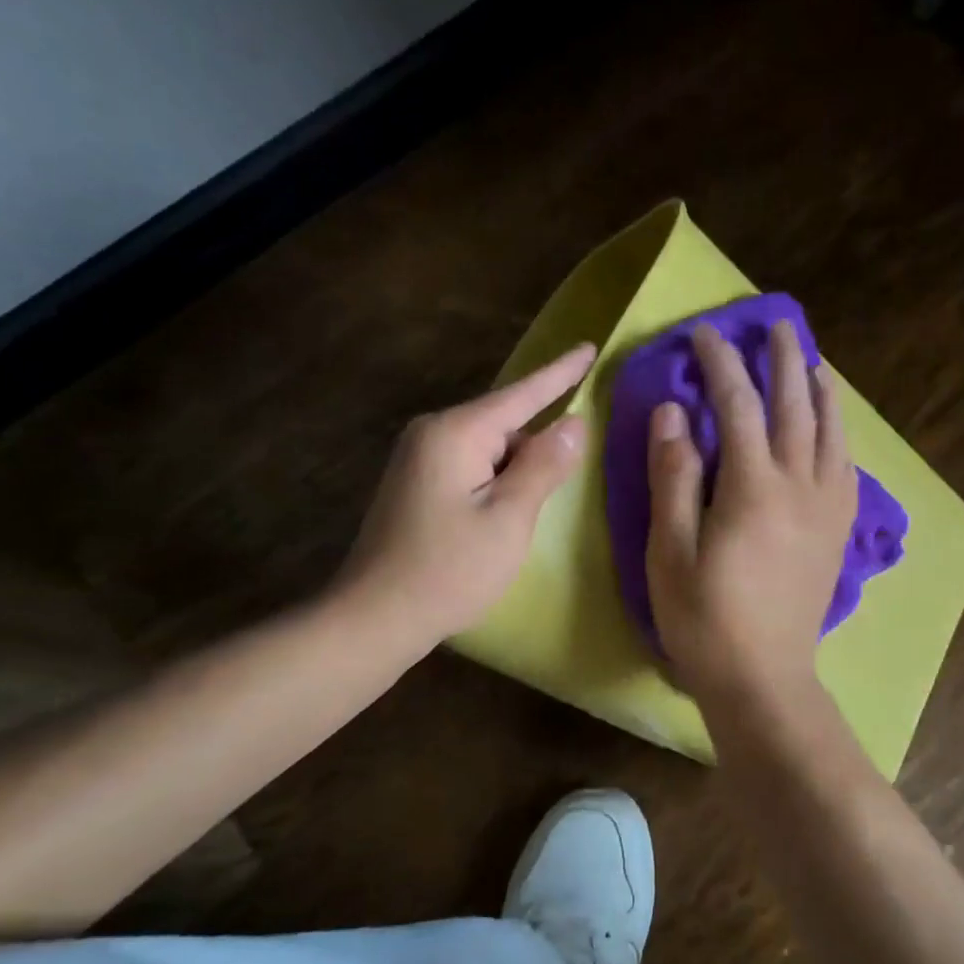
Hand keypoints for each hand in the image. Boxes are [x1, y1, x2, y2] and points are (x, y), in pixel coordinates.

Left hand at [333, 344, 595, 645]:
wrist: (374, 617)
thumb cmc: (449, 569)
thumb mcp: (510, 518)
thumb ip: (544, 465)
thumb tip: (575, 424)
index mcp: (456, 433)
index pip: (522, 394)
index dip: (561, 373)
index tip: (589, 347)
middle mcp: (432, 434)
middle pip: (505, 423)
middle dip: (538, 445)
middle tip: (562, 485)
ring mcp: (419, 459)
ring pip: (490, 449)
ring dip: (517, 471)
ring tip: (525, 517)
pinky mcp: (416, 484)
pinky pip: (472, 467)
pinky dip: (497, 483)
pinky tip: (503, 516)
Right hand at [646, 320, 857, 702]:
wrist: (764, 678)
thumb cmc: (705, 620)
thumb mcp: (669, 552)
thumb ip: (673, 478)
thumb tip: (674, 412)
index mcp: (753, 487)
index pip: (737, 405)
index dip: (721, 364)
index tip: (706, 333)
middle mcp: (800, 486)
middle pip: (795, 406)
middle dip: (784, 361)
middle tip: (777, 325)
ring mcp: (826, 508)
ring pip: (831, 433)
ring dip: (821, 391)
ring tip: (814, 363)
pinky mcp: (838, 532)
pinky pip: (846, 467)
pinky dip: (840, 435)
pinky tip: (834, 429)